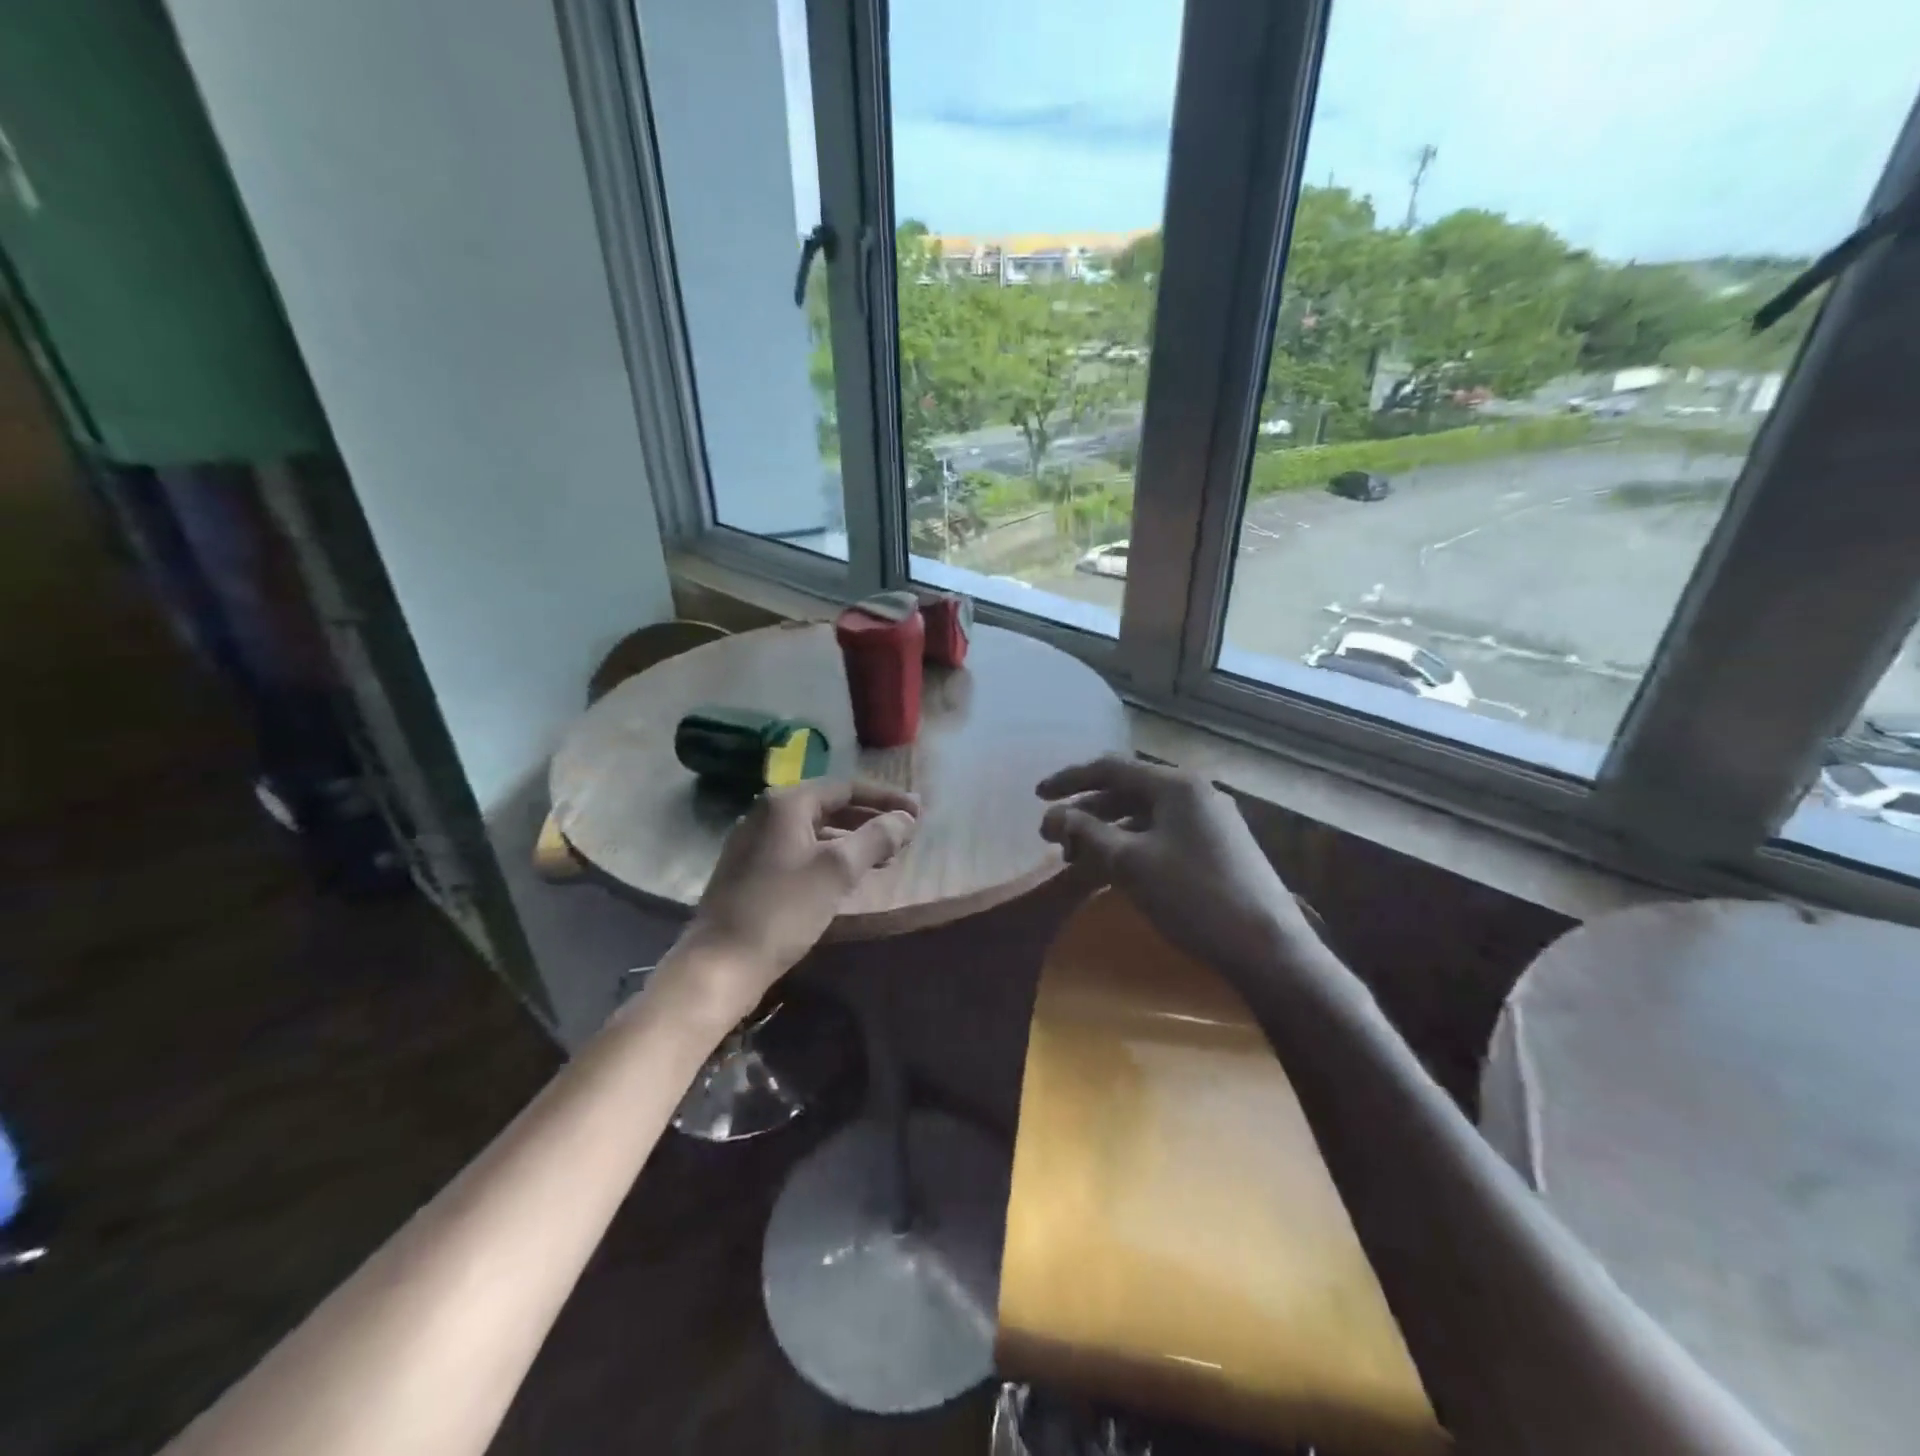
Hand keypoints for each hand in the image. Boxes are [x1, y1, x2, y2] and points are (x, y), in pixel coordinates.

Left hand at [667, 780, 918, 1023]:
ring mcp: (754, 842)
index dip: (886, 798)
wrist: (720, 964)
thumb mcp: (837, 871)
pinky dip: (828, 855)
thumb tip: (906, 818)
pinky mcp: (749, 870)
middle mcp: (766, 813)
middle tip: (904, 834)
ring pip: (814, 830)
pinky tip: (845, 876)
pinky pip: (799, 850)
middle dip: (869, 819)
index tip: (918, 812)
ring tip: (883, 857)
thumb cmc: (782, 911)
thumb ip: (876, 837)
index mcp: (786, 803)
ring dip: (851, 839)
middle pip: (829, 806)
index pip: (846, 788)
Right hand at [1037, 755, 1332, 995]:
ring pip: (1144, 816)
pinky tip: (1113, 870)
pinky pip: (1162, 834)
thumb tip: (1053, 817)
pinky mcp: (1217, 846)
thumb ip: (1087, 834)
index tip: (1037, 796)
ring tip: (1077, 860)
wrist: (1267, 947)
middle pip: (1126, 791)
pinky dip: (1132, 846)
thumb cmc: (1192, 896)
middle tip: (1053, 839)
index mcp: (1175, 784)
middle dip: (1086, 812)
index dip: (1069, 780)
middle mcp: (1194, 792)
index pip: (1110, 768)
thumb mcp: (1130, 863)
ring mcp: (1210, 819)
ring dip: (1107, 832)